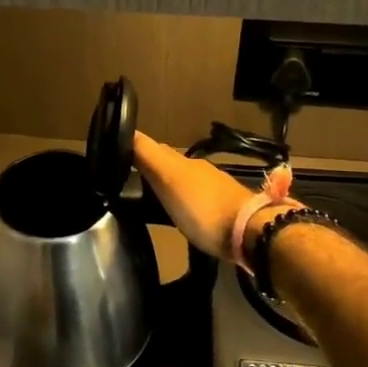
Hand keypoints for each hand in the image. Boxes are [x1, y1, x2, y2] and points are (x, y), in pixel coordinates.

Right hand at [133, 132, 290, 262]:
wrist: (251, 233)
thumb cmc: (203, 207)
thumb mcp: (170, 178)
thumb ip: (148, 156)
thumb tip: (126, 132)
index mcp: (185, 163)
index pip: (154, 149)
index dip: (135, 150)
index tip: (116, 158)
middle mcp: (200, 172)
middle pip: (169, 166)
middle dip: (150, 169)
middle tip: (127, 181)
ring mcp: (215, 192)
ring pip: (183, 184)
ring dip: (166, 188)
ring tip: (148, 202)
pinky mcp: (224, 213)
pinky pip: (195, 203)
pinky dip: (181, 204)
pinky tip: (176, 216)